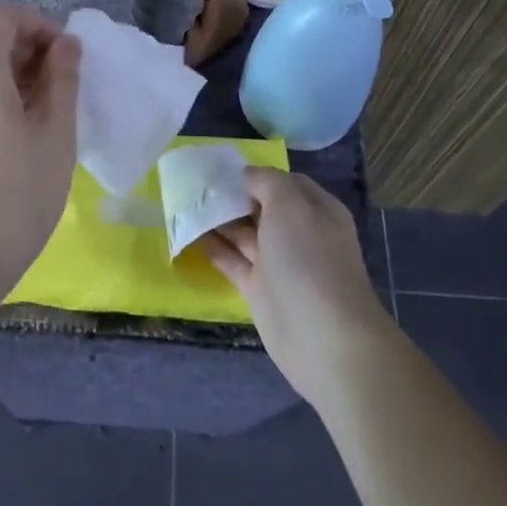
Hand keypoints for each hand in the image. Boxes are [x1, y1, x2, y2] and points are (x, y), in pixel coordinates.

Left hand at [0, 5, 80, 302]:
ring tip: (50, 117)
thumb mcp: (54, 135)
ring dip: (18, 80)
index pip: (2, 17)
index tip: (67, 54)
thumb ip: (62, 80)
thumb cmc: (16, 195)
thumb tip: (66, 44)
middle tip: (67, 88)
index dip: (38, 23)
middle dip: (32, 52)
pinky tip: (22, 140)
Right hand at [204, 170, 396, 408]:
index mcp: (315, 210)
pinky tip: (188, 234)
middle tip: (195, 186)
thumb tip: (246, 175)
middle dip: (232, 196)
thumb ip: (266, 182)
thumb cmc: (308, 259)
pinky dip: (212, 248)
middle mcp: (299, 233)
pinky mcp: (260, 289)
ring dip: (218, 220)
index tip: (222, 170)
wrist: (322, 336)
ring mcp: (279, 263)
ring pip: (244, 234)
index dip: (256, 174)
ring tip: (184, 205)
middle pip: (261, 207)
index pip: (284, 182)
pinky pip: (232, 261)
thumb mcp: (290, 205)